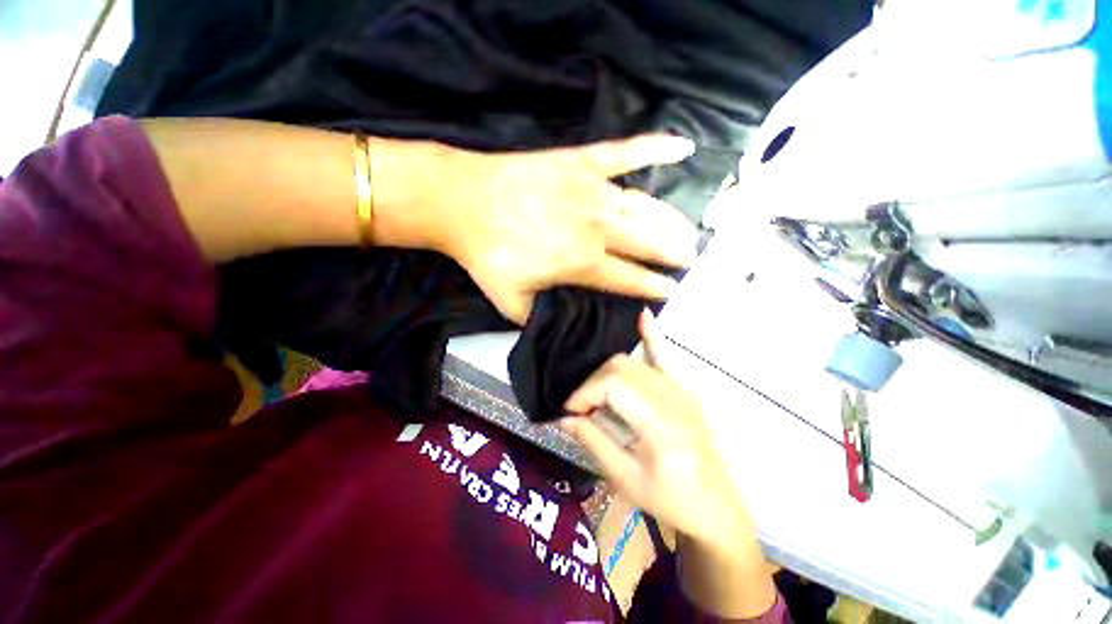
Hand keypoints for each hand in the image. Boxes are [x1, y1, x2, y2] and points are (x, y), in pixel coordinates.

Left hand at [432, 136, 698, 323]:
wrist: (462, 201)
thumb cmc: (487, 254)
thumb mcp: (512, 302)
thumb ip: (541, 318)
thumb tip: (562, 322)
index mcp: (583, 262)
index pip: (631, 279)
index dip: (655, 286)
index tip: (672, 290)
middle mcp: (597, 227)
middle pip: (648, 242)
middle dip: (674, 253)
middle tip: (690, 259)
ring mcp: (592, 190)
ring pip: (646, 207)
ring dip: (672, 221)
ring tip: (688, 231)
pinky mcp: (582, 161)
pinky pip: (626, 152)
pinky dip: (656, 148)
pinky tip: (683, 148)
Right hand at [559, 310, 749, 545]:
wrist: (716, 509)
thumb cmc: (670, 500)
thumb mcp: (625, 477)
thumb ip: (593, 441)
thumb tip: (563, 418)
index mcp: (660, 420)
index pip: (612, 385)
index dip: (584, 394)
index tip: (570, 412)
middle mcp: (672, 395)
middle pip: (620, 368)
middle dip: (592, 383)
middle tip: (582, 408)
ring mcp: (680, 388)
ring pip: (632, 362)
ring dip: (607, 373)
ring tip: (595, 395)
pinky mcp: (683, 388)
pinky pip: (664, 355)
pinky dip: (651, 336)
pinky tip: (643, 315)